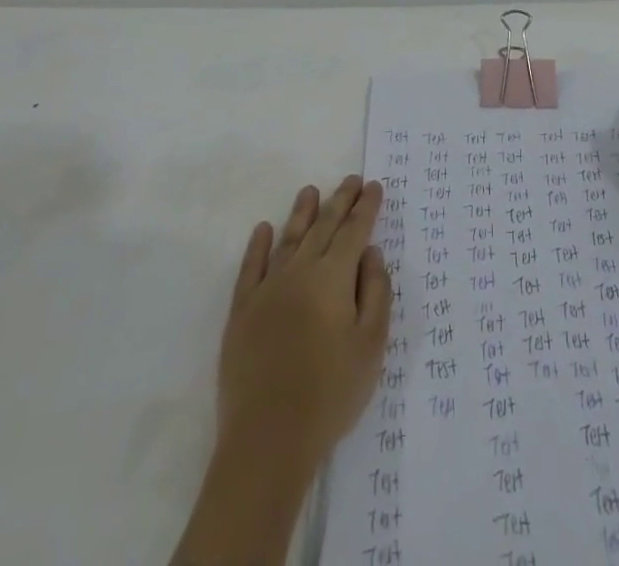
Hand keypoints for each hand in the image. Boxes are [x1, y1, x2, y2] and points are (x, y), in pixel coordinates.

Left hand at [218, 175, 392, 472]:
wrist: (268, 438)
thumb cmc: (330, 394)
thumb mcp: (371, 347)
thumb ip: (376, 293)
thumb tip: (371, 253)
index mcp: (333, 278)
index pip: (354, 232)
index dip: (366, 208)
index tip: (375, 186)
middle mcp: (300, 271)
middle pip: (323, 227)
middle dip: (340, 201)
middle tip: (351, 180)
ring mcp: (267, 288)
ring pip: (288, 238)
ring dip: (302, 212)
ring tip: (311, 191)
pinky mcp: (242, 310)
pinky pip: (251, 267)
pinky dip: (258, 245)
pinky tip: (263, 229)